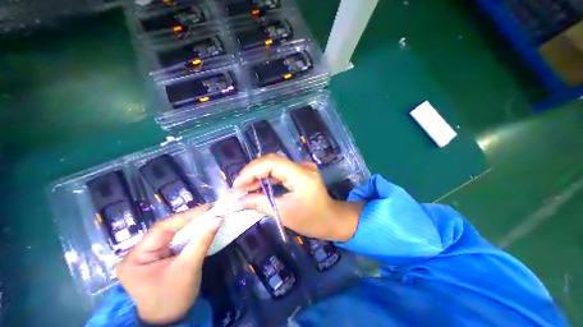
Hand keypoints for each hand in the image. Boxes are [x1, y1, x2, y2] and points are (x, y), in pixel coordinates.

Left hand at [116, 204, 221, 323]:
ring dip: (194, 223)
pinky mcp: (163, 254)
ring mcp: (152, 252)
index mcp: (137, 256)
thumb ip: (203, 240)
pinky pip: (179, 237)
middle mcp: (141, 251)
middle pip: (169, 227)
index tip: (208, 207)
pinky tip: (203, 226)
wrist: (169, 321)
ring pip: (175, 230)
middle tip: (211, 210)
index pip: (164, 227)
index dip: (188, 215)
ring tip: (210, 215)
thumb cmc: (174, 296)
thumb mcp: (189, 266)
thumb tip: (218, 218)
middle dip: (191, 218)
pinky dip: (193, 231)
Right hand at [234, 153, 363, 241]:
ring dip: (258, 175)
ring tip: (244, 188)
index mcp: (302, 175)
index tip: (237, 185)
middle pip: (271, 161)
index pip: (271, 163)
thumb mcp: (284, 214)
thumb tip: (235, 201)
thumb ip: (259, 203)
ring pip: (274, 165)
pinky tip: (257, 186)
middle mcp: (302, 166)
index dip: (251, 171)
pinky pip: (279, 170)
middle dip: (252, 173)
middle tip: (238, 188)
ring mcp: (302, 167)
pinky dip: (267, 177)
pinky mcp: (300, 171)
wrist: (332, 219)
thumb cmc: (311, 220)